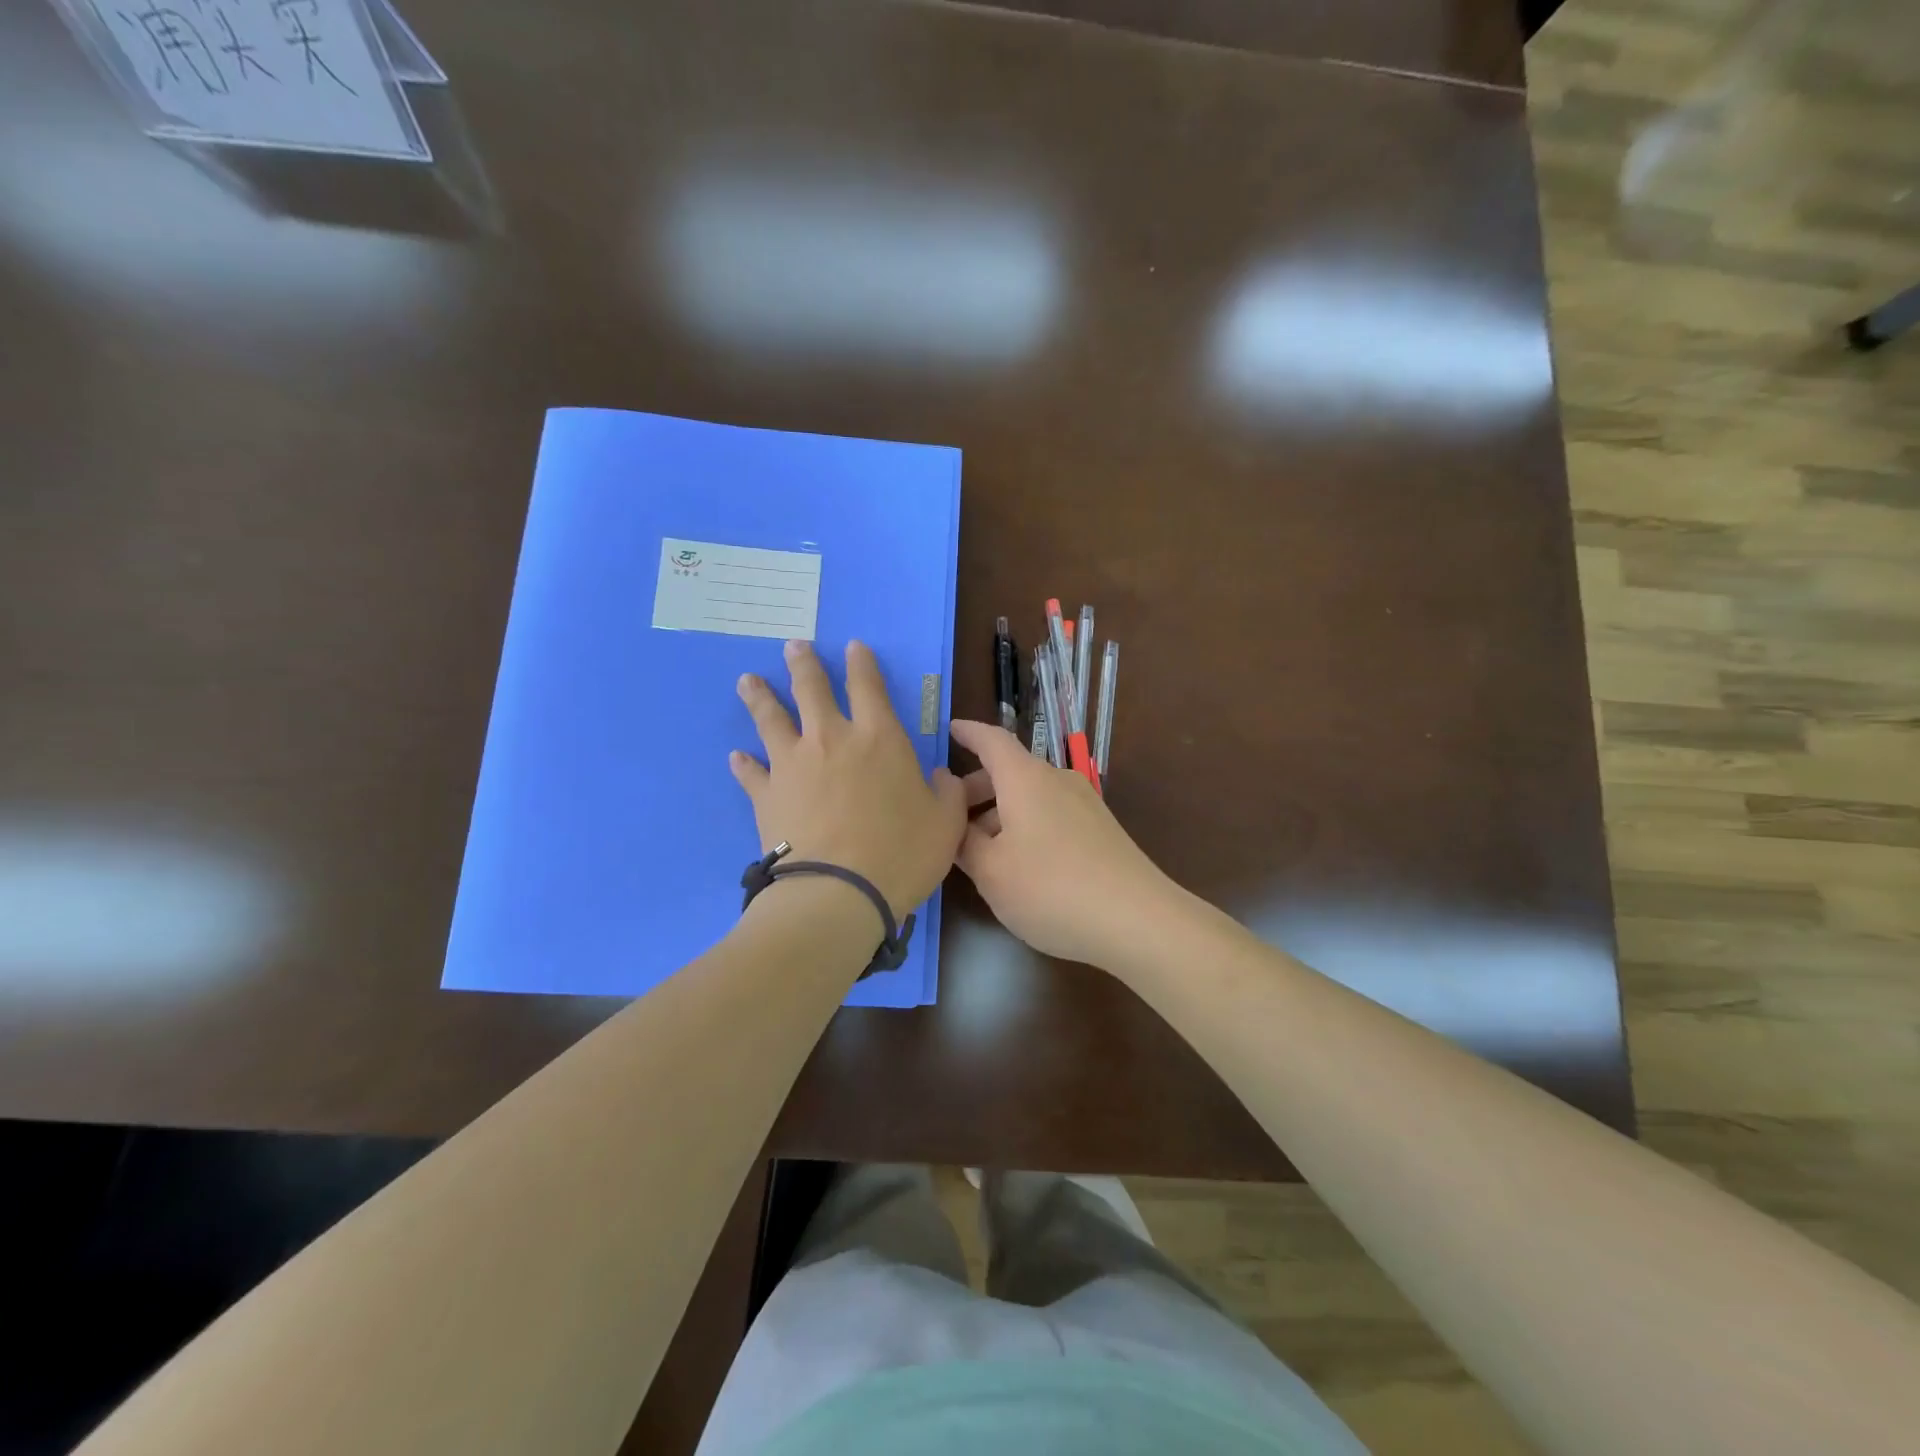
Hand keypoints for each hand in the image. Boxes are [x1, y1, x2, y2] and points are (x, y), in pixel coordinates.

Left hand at [732, 640, 967, 919]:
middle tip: (792, 646)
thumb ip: (948, 794)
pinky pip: (750, 772)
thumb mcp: (945, 824)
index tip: (852, 646)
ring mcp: (792, 764)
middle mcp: (831, 739)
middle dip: (803, 664)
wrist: (838, 892)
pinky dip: (743, 763)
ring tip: (747, 680)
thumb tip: (941, 777)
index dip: (861, 663)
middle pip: (811, 689)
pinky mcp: (766, 794)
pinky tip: (736, 756)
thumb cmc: (901, 853)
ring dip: (760, 697)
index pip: (868, 686)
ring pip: (770, 719)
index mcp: (879, 738)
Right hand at [950, 719, 1181, 968]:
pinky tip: (1018, 863)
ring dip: (1000, 814)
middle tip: (950, 816)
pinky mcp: (1101, 831)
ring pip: (1031, 797)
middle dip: (977, 789)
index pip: (992, 741)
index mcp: (1026, 779)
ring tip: (979, 850)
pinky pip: (1051, 815)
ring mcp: (1084, 805)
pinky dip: (1026, 826)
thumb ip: (964, 844)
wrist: (1137, 920)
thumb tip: (953, 825)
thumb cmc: (1051, 888)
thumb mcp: (991, 872)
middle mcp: (1057, 781)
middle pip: (1010, 772)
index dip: (969, 733)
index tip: (951, 728)